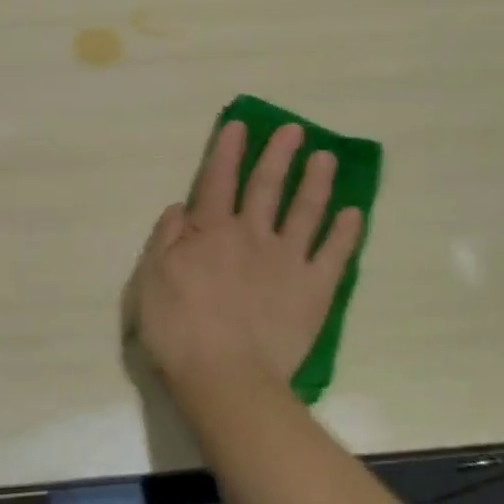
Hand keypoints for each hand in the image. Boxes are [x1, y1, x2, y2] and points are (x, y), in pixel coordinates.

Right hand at [128, 121, 362, 403]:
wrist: (227, 378)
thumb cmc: (178, 330)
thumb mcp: (150, 280)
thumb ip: (166, 239)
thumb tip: (181, 207)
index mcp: (210, 232)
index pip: (218, 181)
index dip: (227, 151)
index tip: (239, 125)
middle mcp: (252, 236)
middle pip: (267, 186)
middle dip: (278, 154)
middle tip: (294, 129)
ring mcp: (287, 261)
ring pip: (305, 211)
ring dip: (316, 182)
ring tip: (326, 157)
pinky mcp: (314, 289)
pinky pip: (334, 255)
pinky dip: (345, 233)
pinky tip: (353, 214)